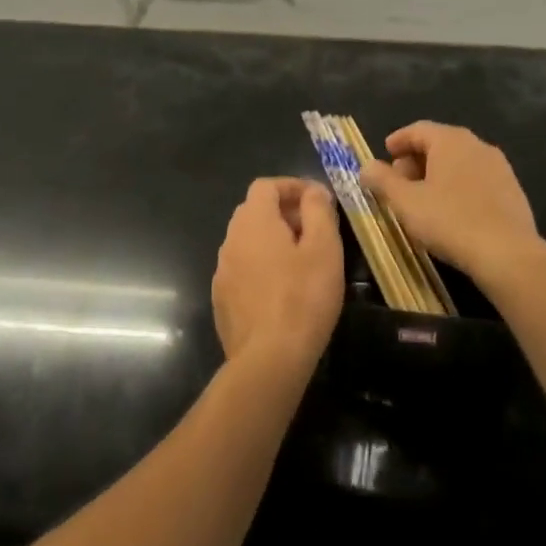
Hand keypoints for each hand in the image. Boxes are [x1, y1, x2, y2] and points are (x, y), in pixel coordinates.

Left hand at [212, 178, 343, 374]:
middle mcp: (230, 240)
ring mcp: (222, 271)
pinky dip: (261, 267)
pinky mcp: (222, 300)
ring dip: (272, 241)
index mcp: (254, 221)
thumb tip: (313, 191)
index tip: (317, 200)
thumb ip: (318, 211)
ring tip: (301, 260)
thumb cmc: (303, 297)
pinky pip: (242, 270)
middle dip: (284, 212)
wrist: (269, 359)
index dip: (292, 186)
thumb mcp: (324, 248)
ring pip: (247, 242)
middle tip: (313, 229)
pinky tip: (282, 290)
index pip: (266, 186)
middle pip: (254, 211)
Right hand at [358, 122, 542, 289]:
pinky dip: (459, 186)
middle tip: (399, 182)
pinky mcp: (512, 189)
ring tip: (423, 199)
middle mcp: (477, 145)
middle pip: (440, 144)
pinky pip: (477, 179)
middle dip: (416, 160)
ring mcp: (499, 166)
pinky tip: (452, 211)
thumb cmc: (449, 221)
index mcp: (450, 140)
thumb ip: (382, 180)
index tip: (385, 154)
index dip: (398, 140)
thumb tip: (366, 166)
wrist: (507, 253)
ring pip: (460, 162)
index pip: (418, 129)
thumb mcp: (405, 202)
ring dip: (438, 174)